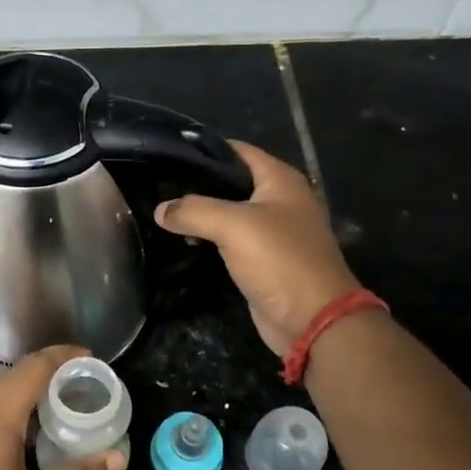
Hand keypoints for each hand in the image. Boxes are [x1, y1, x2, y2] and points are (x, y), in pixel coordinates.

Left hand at [0, 346, 125, 469]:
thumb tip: (118, 458)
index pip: (34, 367)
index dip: (64, 356)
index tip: (92, 359)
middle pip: (15, 378)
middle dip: (50, 375)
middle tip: (85, 388)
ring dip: (29, 397)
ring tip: (62, 411)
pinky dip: (11, 415)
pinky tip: (26, 441)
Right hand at [155, 141, 362, 355]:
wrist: (312, 319)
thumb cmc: (279, 259)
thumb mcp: (233, 226)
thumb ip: (193, 211)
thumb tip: (160, 209)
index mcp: (280, 180)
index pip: (237, 151)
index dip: (204, 151)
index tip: (167, 155)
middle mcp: (280, 199)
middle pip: (232, 182)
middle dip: (198, 184)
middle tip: (159, 187)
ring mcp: (274, 231)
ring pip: (230, 213)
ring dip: (202, 214)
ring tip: (164, 212)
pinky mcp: (265, 259)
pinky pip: (232, 240)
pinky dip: (210, 239)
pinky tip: (184, 240)